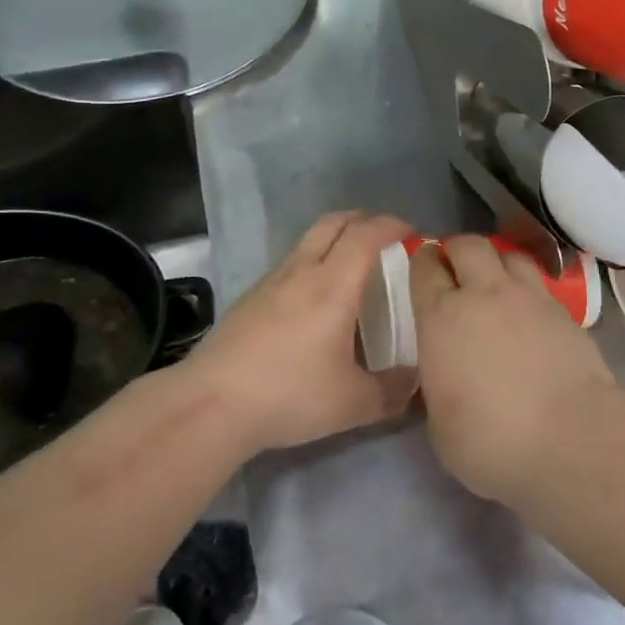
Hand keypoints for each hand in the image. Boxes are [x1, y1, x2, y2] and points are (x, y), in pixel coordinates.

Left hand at [183, 210, 416, 455]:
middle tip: (385, 238)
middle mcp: (302, 271)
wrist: (210, 404)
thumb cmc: (288, 394)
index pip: (366, 234)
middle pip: (334, 222)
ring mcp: (271, 281)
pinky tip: (314, 300)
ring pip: (308, 240)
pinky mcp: (250, 298)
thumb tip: (415, 383)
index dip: (392, 225)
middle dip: (364, 220)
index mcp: (333, 285)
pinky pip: (290, 263)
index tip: (412, 234)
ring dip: (335, 239)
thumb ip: (391, 392)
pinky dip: (312, 263)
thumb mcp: (352, 404)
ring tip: (351, 268)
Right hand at [410, 236, 613, 501]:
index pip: (424, 268)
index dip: (421, 262)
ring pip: (508, 255)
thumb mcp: (440, 424)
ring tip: (495, 282)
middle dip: (457, 250)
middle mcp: (483, 293)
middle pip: (468, 245)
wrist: (571, 438)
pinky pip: (539, 283)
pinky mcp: (564, 311)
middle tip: (455, 269)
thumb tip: (445, 375)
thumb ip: (437, 385)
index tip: (421, 268)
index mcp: (441, 317)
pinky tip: (529, 312)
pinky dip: (528, 288)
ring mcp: (528, 297)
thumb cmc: (491, 440)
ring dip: (496, 262)